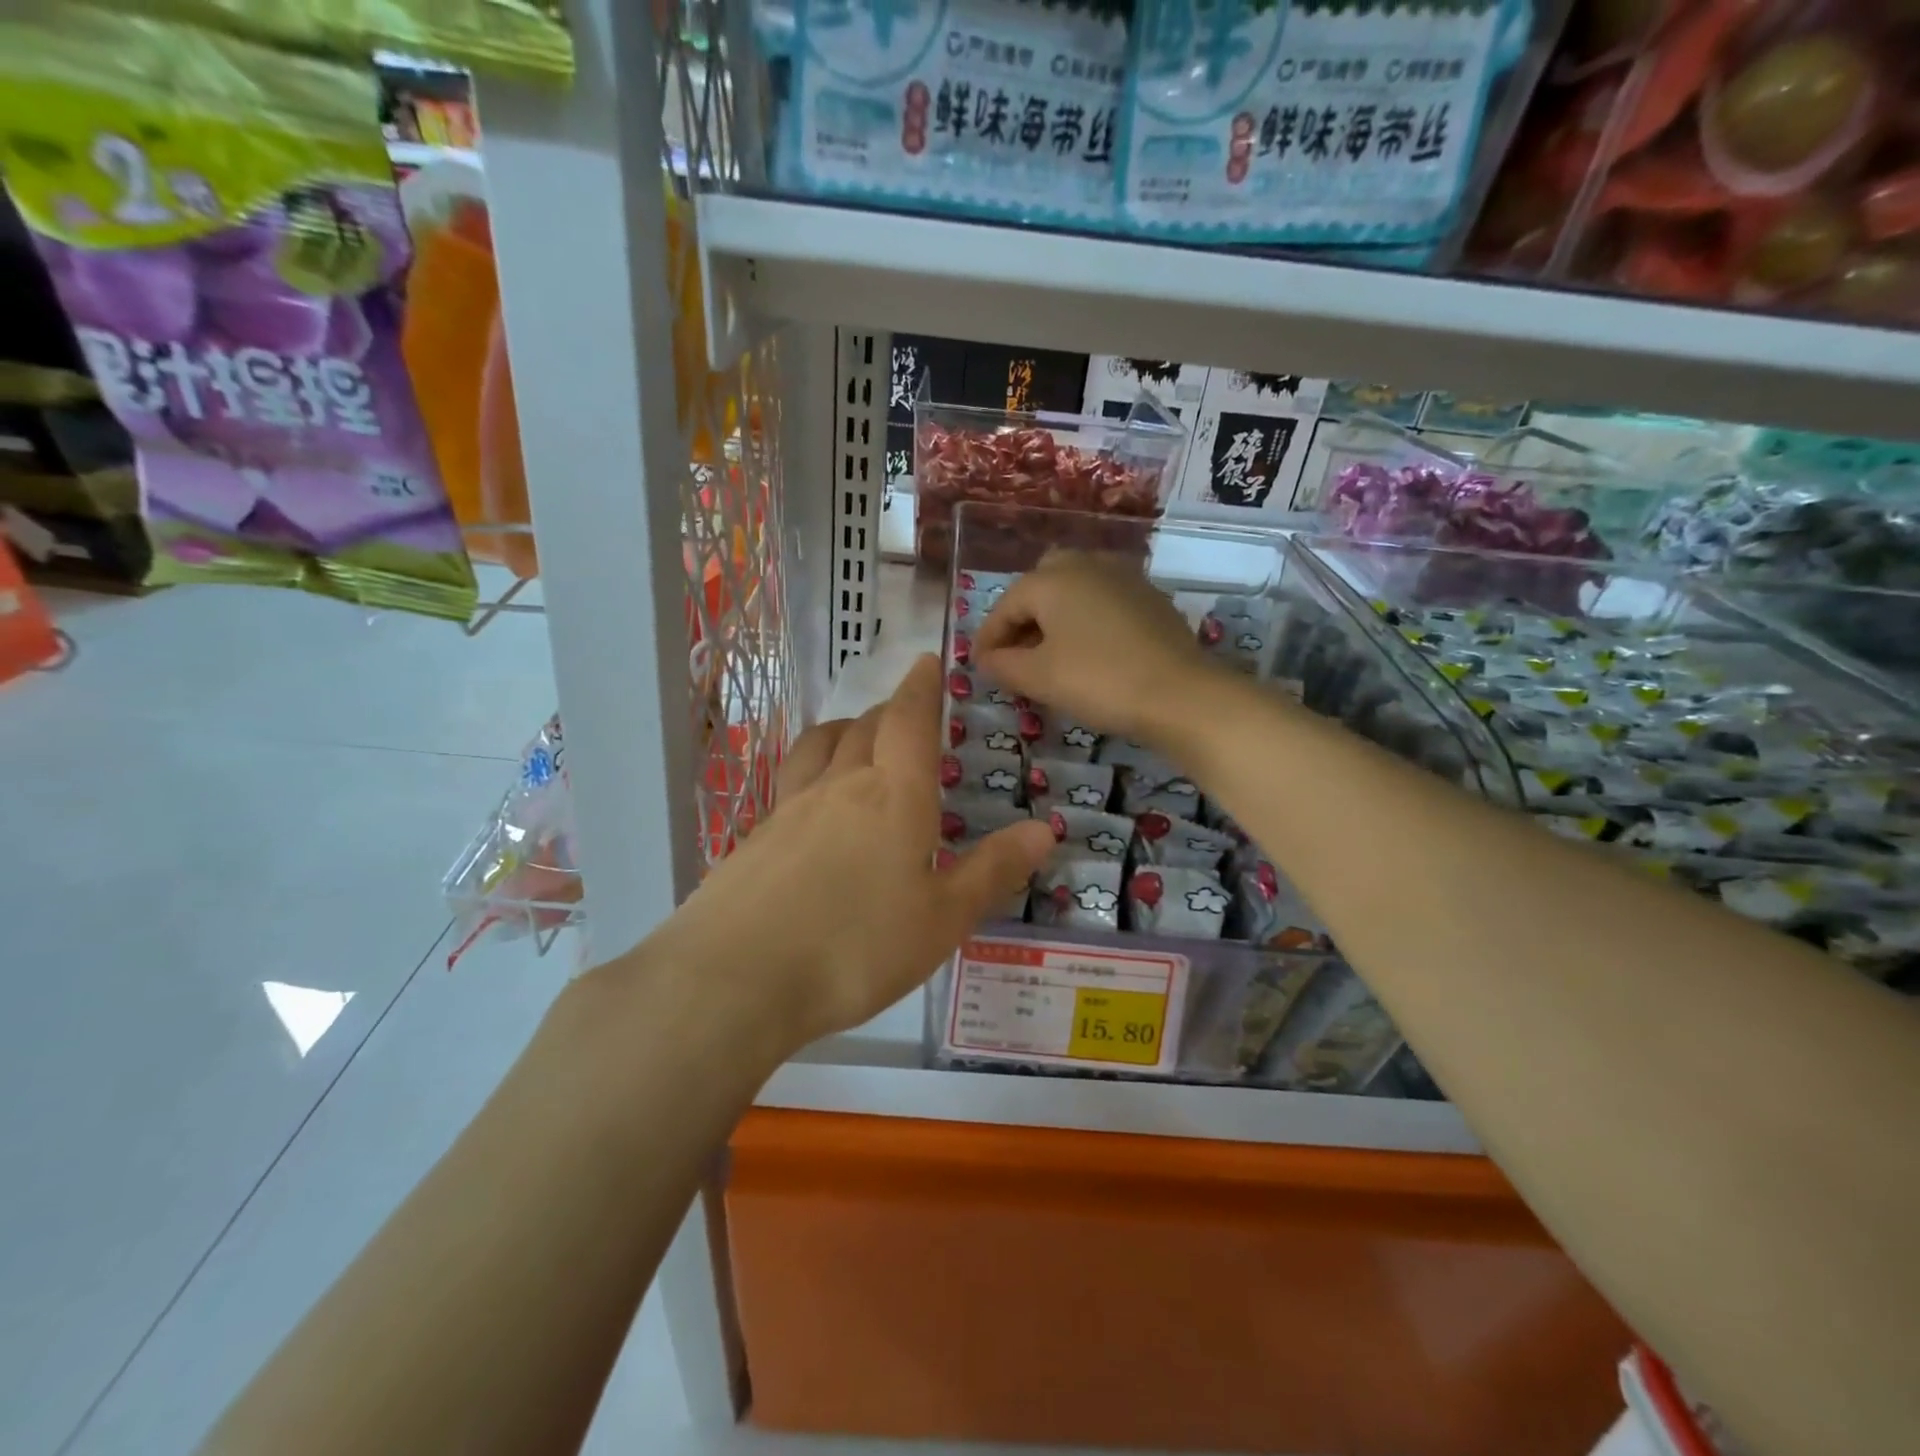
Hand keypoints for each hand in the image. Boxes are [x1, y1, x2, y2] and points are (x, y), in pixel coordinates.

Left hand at [660, 655, 1054, 1055]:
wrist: (737, 978)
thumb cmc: (857, 948)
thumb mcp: (942, 920)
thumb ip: (992, 871)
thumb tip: (1044, 829)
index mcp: (893, 796)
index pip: (909, 722)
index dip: (920, 689)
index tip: (926, 662)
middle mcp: (839, 786)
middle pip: (865, 727)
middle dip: (889, 712)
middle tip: (906, 716)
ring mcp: (790, 808)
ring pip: (820, 745)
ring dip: (845, 730)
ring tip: (856, 739)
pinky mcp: (755, 836)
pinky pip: (791, 782)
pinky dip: (813, 771)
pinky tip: (814, 806)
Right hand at [974, 549, 1213, 746]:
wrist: (1180, 693)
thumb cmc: (1098, 680)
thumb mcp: (1039, 677)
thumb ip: (1002, 664)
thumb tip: (986, 658)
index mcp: (1052, 579)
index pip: (1006, 605)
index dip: (988, 637)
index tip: (980, 666)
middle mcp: (1086, 565)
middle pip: (1041, 585)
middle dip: (1023, 617)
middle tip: (1016, 654)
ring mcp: (1123, 577)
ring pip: (1075, 589)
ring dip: (1055, 617)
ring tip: (1050, 654)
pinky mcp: (1150, 597)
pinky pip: (1104, 601)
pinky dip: (1086, 620)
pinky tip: (1090, 651)